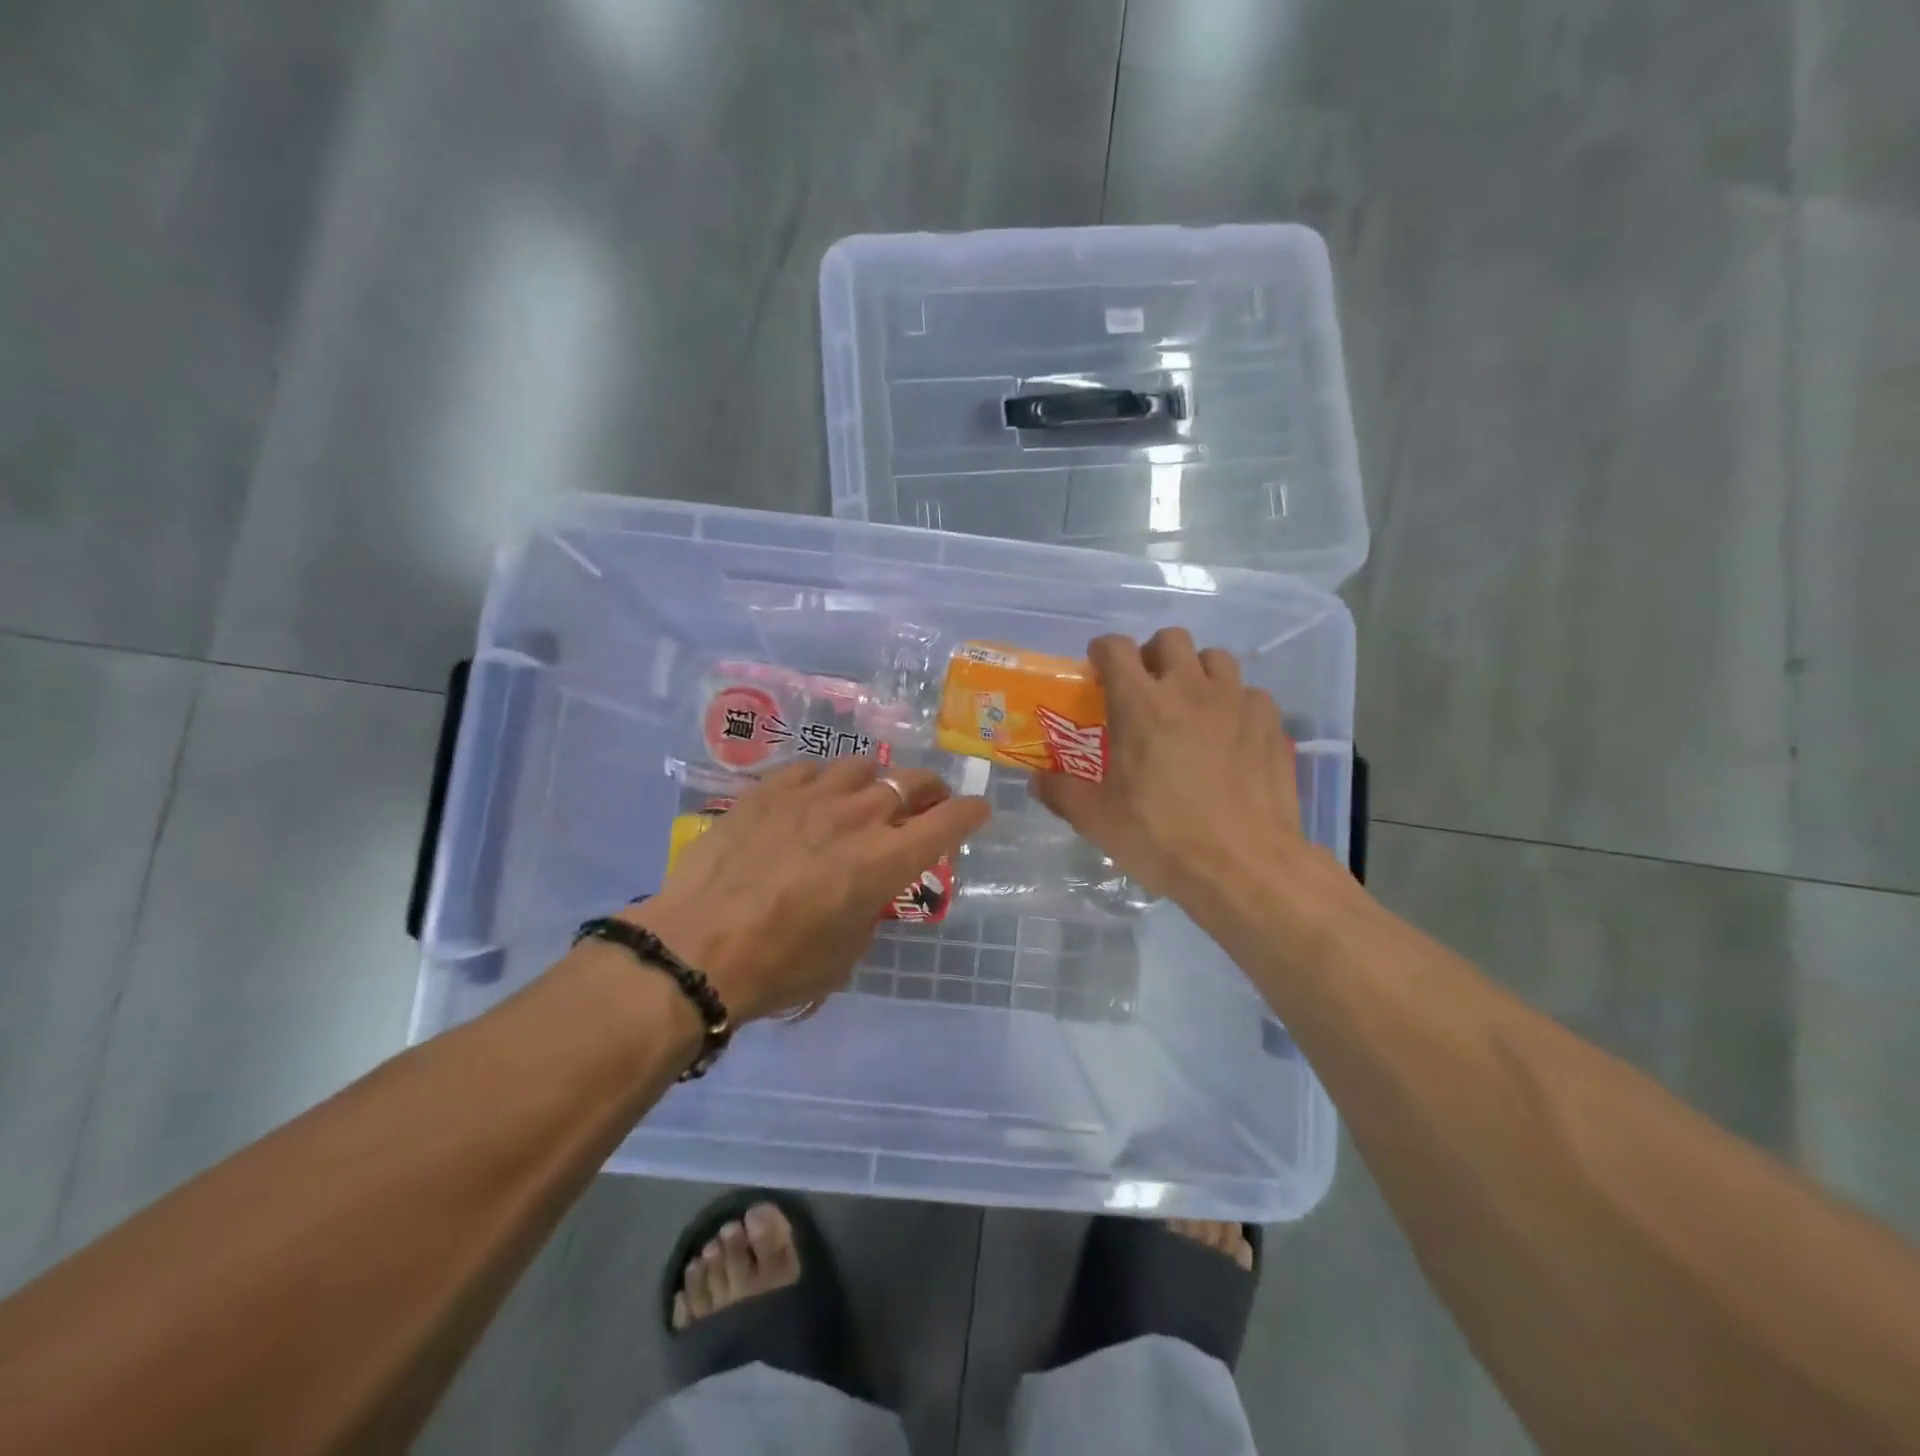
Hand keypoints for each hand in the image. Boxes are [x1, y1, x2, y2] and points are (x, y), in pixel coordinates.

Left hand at [621, 759, 990, 1021]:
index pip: (950, 820)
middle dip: (930, 791)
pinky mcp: (769, 789)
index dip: (972, 812)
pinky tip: (813, 796)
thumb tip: (865, 887)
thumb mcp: (847, 951)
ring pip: (862, 766)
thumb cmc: (780, 966)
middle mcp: (859, 816)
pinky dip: (824, 780)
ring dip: (876, 781)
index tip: (978, 811)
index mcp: (887, 859)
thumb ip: (869, 906)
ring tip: (865, 796)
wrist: (697, 948)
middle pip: (913, 782)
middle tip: (927, 802)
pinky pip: (811, 768)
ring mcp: (812, 795)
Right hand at [1030, 629, 1304, 904]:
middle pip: (1170, 638)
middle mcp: (1189, 689)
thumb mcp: (1097, 820)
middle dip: (1153, 654)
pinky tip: (1230, 735)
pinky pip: (1250, 693)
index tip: (1099, 669)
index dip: (1103, 651)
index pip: (1116, 648)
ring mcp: (1236, 702)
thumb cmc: (1161, 838)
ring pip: (1216, 658)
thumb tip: (1036, 780)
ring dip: (1197, 672)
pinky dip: (1235, 704)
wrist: (1244, 866)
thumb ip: (1061, 792)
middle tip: (1146, 688)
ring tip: (1191, 705)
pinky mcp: (1271, 724)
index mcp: (1140, 704)